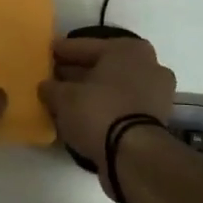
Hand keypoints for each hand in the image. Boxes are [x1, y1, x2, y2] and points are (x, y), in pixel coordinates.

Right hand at [38, 36, 176, 166]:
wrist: (134, 156)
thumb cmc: (99, 112)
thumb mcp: (64, 97)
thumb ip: (52, 88)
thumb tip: (47, 87)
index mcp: (128, 49)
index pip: (85, 46)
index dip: (62, 51)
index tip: (46, 53)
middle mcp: (148, 65)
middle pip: (102, 66)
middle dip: (78, 72)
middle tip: (53, 77)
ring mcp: (156, 93)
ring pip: (113, 87)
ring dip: (91, 92)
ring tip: (64, 99)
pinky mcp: (156, 120)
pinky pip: (121, 106)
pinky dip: (104, 108)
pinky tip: (82, 116)